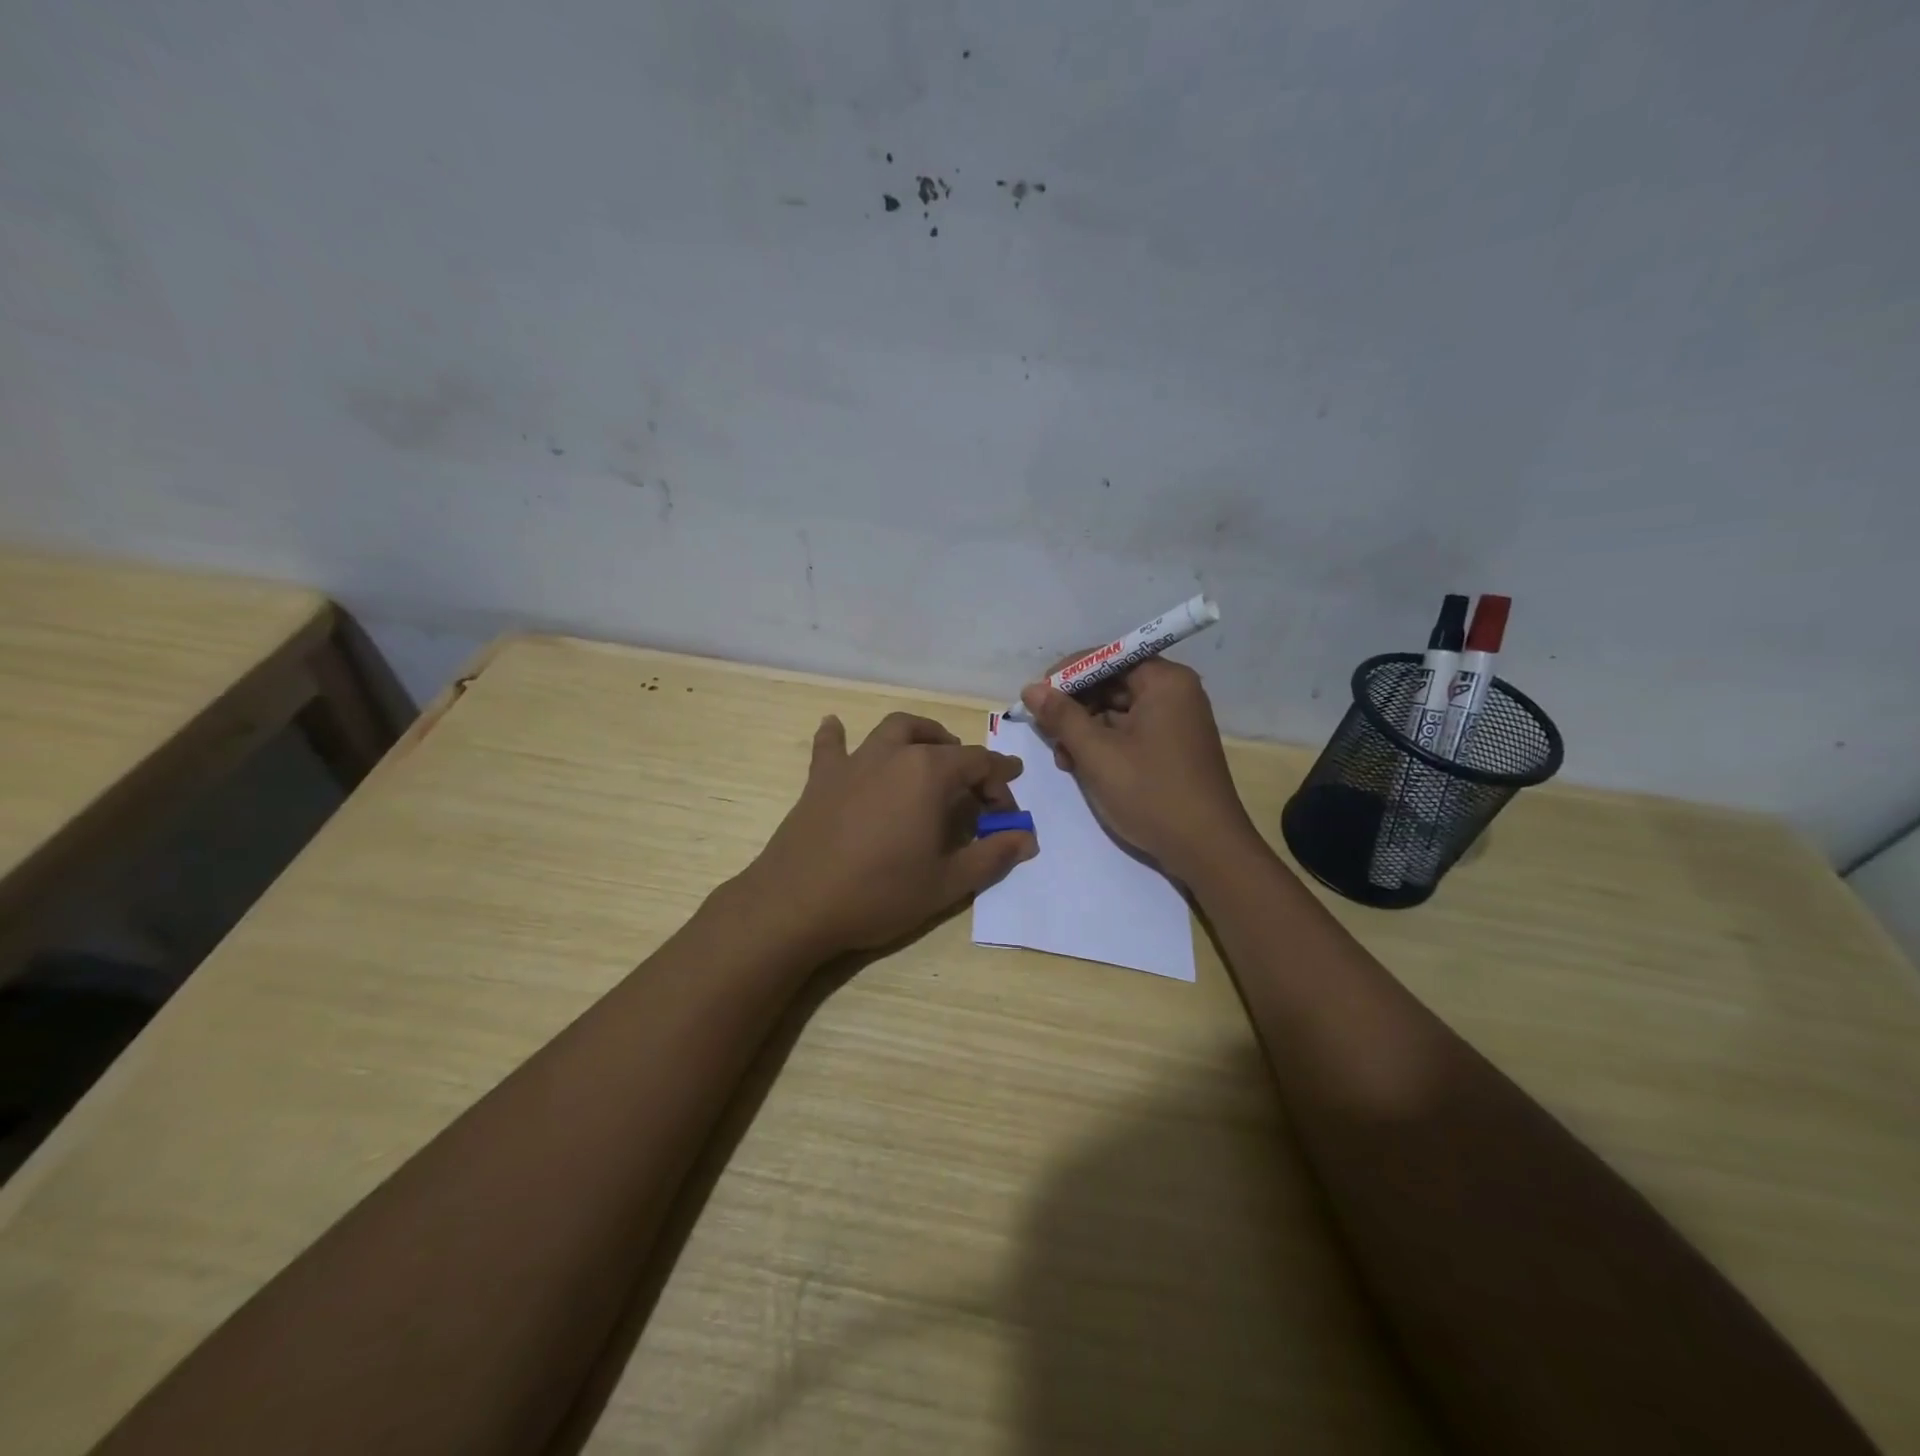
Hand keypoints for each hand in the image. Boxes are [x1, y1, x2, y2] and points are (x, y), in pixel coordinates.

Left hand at [742, 711, 1036, 956]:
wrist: (797, 904)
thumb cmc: (880, 893)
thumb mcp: (947, 883)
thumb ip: (992, 856)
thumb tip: (1027, 839)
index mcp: (929, 773)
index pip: (979, 764)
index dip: (1001, 784)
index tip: (1009, 812)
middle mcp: (894, 754)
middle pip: (940, 743)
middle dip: (964, 760)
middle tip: (973, 790)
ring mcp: (854, 762)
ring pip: (894, 730)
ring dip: (919, 735)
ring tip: (929, 753)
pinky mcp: (821, 778)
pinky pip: (832, 745)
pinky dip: (838, 735)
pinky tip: (836, 726)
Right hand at [1020, 660, 1258, 881]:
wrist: (1206, 849)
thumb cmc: (1151, 793)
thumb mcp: (1097, 754)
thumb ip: (1062, 717)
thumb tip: (1031, 689)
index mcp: (1165, 682)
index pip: (1107, 657)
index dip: (1068, 674)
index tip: (1037, 698)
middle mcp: (1174, 693)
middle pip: (1112, 683)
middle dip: (1075, 707)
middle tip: (1047, 733)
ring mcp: (1176, 722)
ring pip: (1117, 711)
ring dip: (1085, 730)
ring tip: (1064, 759)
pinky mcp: (1172, 748)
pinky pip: (1130, 732)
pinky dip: (1104, 745)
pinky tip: (1083, 767)